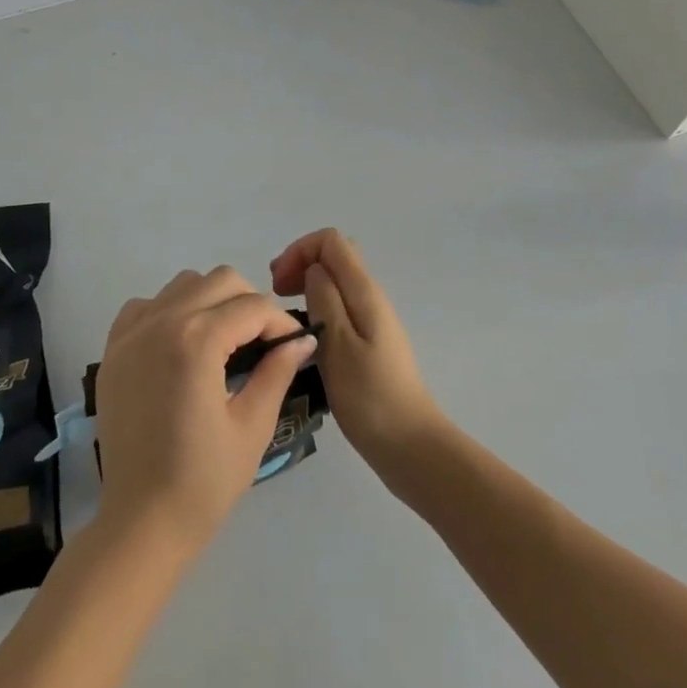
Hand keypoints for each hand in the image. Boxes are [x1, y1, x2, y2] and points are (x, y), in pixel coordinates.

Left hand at [95, 267, 317, 554]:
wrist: (140, 523)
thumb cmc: (203, 482)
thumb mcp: (252, 426)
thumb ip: (277, 371)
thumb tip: (302, 339)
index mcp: (198, 340)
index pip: (253, 306)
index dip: (280, 322)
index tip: (293, 345)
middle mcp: (163, 321)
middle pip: (220, 280)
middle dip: (249, 303)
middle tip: (261, 341)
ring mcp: (133, 331)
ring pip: (184, 284)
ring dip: (211, 301)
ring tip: (222, 341)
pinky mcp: (114, 347)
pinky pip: (147, 304)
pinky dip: (169, 311)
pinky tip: (180, 345)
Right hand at [270, 229, 444, 484]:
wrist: (411, 447)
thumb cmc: (370, 397)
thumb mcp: (338, 345)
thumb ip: (324, 299)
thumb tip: (313, 270)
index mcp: (364, 291)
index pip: (331, 241)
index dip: (299, 251)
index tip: (277, 284)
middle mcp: (371, 297)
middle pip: (335, 256)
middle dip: (301, 264)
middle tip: (275, 294)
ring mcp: (373, 320)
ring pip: (336, 282)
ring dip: (307, 286)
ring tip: (284, 316)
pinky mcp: (370, 342)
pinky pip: (340, 306)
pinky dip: (317, 308)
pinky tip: (305, 338)